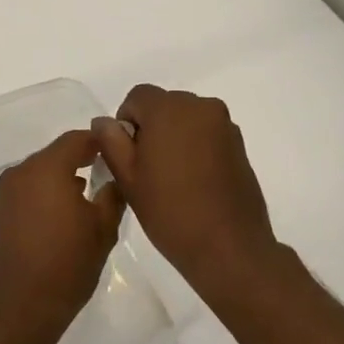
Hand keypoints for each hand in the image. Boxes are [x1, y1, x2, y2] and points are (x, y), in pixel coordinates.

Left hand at [0, 131, 123, 343]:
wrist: (17, 312)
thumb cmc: (66, 267)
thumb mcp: (103, 230)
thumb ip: (112, 195)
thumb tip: (114, 179)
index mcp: (46, 170)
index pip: (76, 139)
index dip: (98, 142)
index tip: (115, 152)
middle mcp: (19, 175)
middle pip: (54, 156)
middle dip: (78, 162)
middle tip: (103, 177)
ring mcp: (3, 196)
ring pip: (38, 176)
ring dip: (59, 182)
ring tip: (83, 202)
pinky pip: (24, 196)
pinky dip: (42, 199)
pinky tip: (57, 222)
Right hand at [92, 86, 279, 302]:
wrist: (228, 247)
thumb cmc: (170, 211)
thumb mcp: (128, 178)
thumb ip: (111, 142)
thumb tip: (104, 122)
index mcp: (169, 109)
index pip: (137, 96)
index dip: (126, 122)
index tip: (128, 156)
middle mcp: (200, 106)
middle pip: (164, 104)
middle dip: (152, 127)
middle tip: (147, 168)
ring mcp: (224, 124)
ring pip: (187, 118)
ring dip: (175, 136)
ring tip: (172, 177)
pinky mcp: (239, 144)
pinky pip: (207, 133)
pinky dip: (196, 146)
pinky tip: (194, 181)